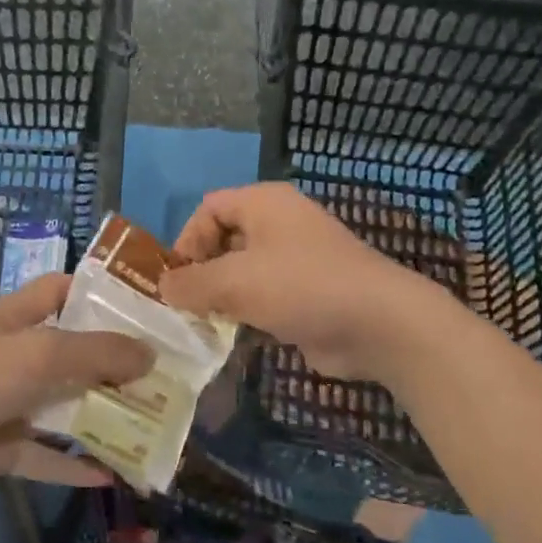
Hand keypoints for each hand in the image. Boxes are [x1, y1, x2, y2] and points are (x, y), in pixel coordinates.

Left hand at [0, 273, 152, 497]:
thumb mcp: (44, 352)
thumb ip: (99, 352)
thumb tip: (150, 356)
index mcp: (16, 319)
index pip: (60, 290)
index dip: (98, 293)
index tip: (142, 308)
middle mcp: (15, 356)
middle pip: (72, 352)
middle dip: (113, 362)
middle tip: (161, 373)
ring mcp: (10, 403)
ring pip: (64, 406)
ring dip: (102, 415)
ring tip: (149, 422)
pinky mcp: (5, 446)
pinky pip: (48, 456)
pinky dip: (77, 464)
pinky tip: (114, 474)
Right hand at [161, 183, 429, 380]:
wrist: (378, 324)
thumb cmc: (300, 287)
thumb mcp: (234, 282)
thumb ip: (191, 283)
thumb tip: (163, 287)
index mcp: (264, 204)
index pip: (209, 208)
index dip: (187, 240)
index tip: (177, 278)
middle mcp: (279, 225)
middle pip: (224, 241)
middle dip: (201, 272)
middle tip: (185, 305)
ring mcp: (296, 261)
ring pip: (243, 273)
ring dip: (222, 298)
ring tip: (204, 325)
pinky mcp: (306, 294)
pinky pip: (264, 298)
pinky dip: (246, 314)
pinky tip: (234, 338)